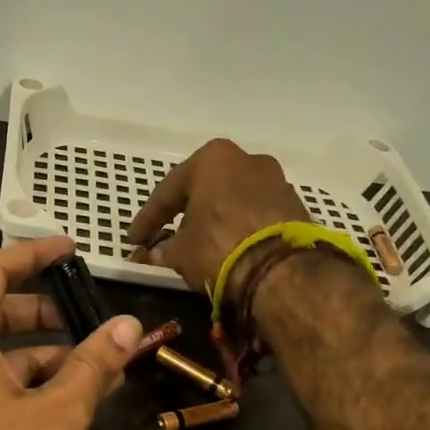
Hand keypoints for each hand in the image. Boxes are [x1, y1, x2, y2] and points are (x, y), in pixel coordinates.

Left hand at [0, 237, 141, 429]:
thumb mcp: (60, 414)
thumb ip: (94, 363)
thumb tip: (129, 325)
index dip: (32, 254)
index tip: (71, 249)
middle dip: (47, 309)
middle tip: (92, 313)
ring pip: (2, 354)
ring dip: (50, 353)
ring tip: (102, 362)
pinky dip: (36, 383)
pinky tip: (78, 397)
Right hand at [126, 139, 309, 294]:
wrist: (281, 270)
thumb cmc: (219, 247)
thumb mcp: (180, 252)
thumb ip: (163, 249)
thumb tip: (153, 253)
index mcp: (212, 159)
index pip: (168, 191)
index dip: (147, 219)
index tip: (134, 239)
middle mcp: (246, 159)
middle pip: (204, 189)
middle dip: (184, 214)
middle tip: (164, 236)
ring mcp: (276, 181)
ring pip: (232, 200)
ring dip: (214, 219)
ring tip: (198, 245)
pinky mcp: (295, 206)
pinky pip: (255, 214)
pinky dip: (238, 228)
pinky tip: (228, 248)